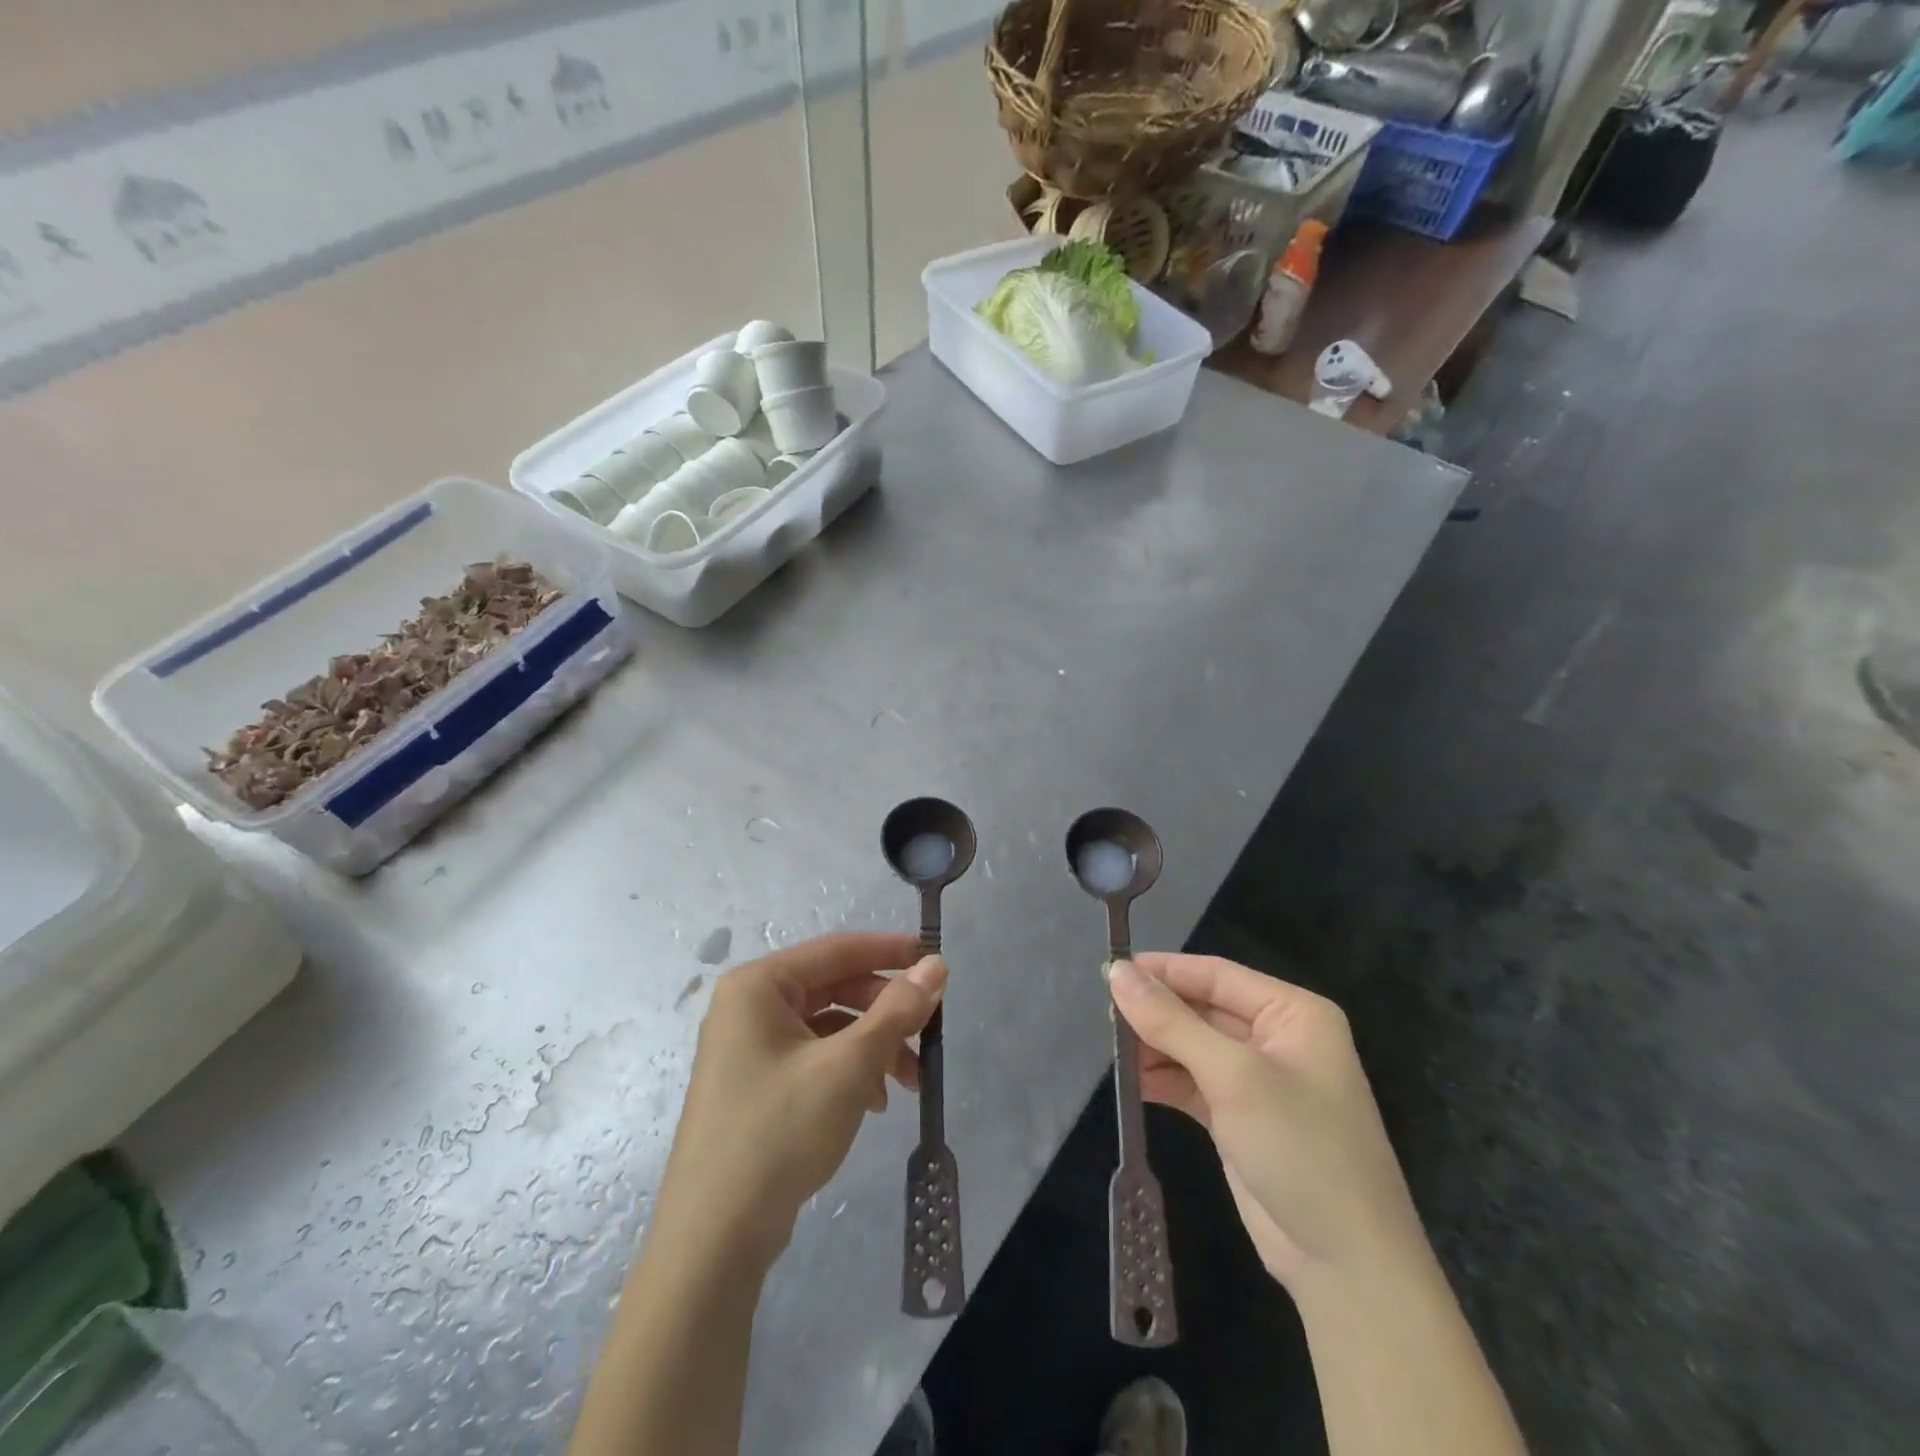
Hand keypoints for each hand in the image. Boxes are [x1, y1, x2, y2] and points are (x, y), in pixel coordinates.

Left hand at [653, 932, 944, 1269]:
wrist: (715, 1239)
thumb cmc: (779, 1132)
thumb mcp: (848, 1066)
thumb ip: (896, 1012)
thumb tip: (936, 966)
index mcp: (759, 986)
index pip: (837, 949)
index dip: (889, 952)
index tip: (935, 959)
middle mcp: (749, 1007)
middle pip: (834, 988)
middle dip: (885, 1012)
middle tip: (928, 1032)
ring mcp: (749, 1049)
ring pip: (829, 1026)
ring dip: (873, 1045)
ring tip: (909, 1081)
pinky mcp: (757, 1086)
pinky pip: (814, 1058)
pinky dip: (850, 1070)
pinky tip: (875, 1102)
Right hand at [1108, 954, 1425, 1288]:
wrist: (1347, 1267)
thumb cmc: (1301, 1149)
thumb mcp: (1234, 1077)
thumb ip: (1172, 1022)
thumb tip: (1117, 972)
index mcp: (1293, 1013)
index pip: (1216, 975)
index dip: (1163, 971)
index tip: (1110, 970)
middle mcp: (1277, 1038)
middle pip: (1201, 1008)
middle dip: (1156, 1013)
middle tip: (1105, 1016)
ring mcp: (1258, 1080)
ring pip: (1192, 1045)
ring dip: (1155, 1047)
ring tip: (1114, 1053)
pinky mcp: (1239, 1117)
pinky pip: (1192, 1082)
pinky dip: (1163, 1079)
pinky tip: (1132, 1083)